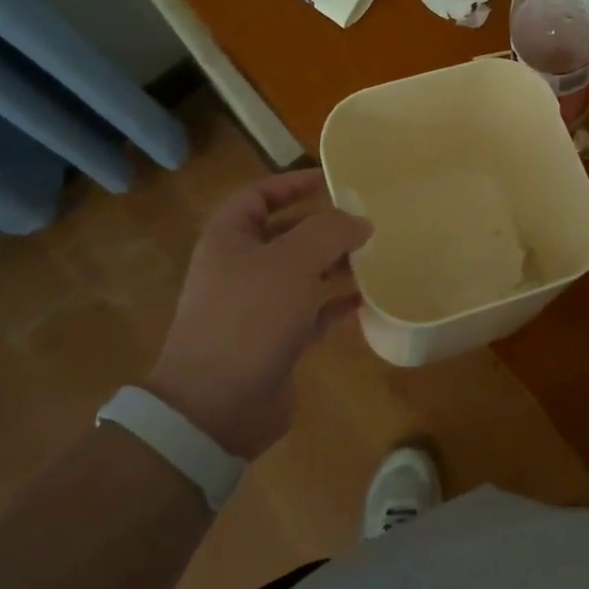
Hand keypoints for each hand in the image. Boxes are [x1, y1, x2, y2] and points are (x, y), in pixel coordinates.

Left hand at [148, 169, 372, 459]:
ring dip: (334, 264)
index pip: (259, 195)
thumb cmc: (249, 318)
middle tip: (364, 222)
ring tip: (373, 257)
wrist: (216, 407)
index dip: (292, 183)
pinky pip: (311, 313)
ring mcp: (256, 308)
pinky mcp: (274, 342)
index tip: (332, 180)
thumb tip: (359, 221)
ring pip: (301, 274)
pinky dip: (335, 304)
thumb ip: (330, 232)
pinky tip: (365, 300)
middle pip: (284, 234)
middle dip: (323, 227)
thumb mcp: (292, 262)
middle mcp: (239, 268)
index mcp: (229, 240)